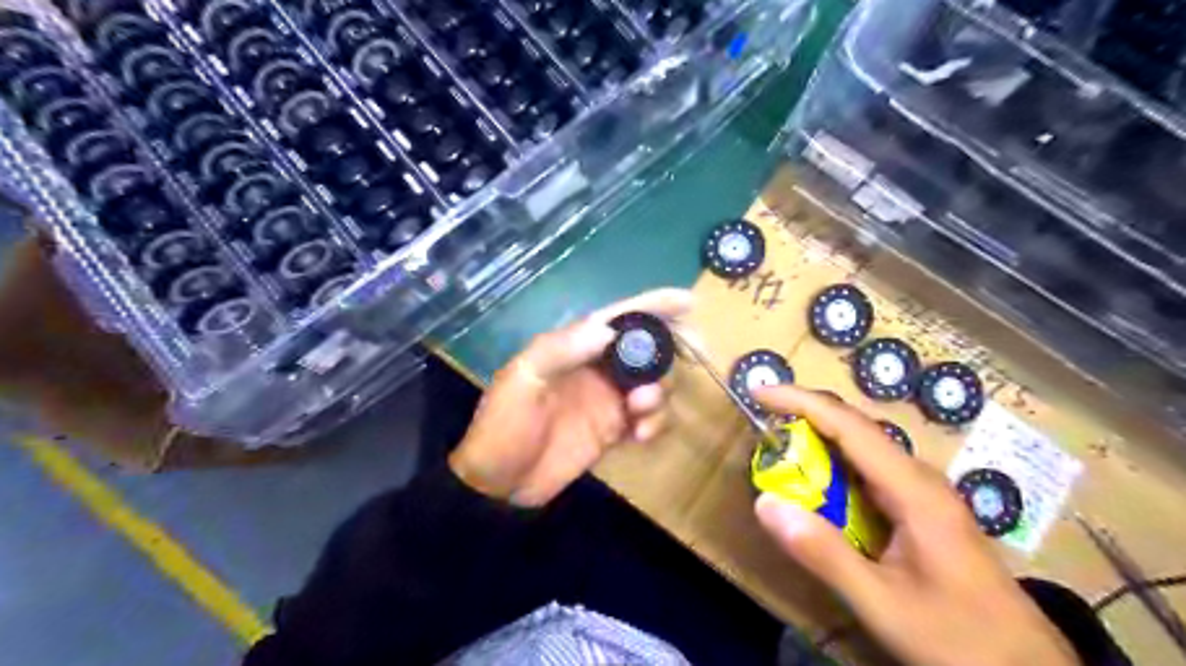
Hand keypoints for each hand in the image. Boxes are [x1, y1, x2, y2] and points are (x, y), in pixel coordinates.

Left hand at [453, 289, 697, 507]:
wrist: (499, 484)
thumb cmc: (504, 427)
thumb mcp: (522, 380)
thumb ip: (561, 350)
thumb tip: (608, 329)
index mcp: (573, 347)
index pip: (619, 318)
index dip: (653, 305)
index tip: (688, 302)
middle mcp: (596, 367)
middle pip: (646, 347)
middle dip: (672, 348)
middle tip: (697, 354)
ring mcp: (608, 399)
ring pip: (653, 382)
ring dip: (660, 392)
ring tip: (640, 410)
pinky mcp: (614, 428)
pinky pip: (648, 418)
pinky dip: (654, 423)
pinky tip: (639, 437)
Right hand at [753, 385, 1081, 665]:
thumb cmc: (958, 637)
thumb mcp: (882, 602)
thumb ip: (823, 552)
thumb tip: (766, 503)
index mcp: (913, 490)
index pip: (849, 426)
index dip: (800, 401)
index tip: (760, 391)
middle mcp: (920, 479)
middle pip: (857, 428)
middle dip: (806, 415)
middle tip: (762, 420)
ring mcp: (924, 494)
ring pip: (864, 450)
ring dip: (820, 440)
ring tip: (780, 445)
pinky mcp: (923, 511)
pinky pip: (871, 473)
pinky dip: (834, 467)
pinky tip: (818, 485)